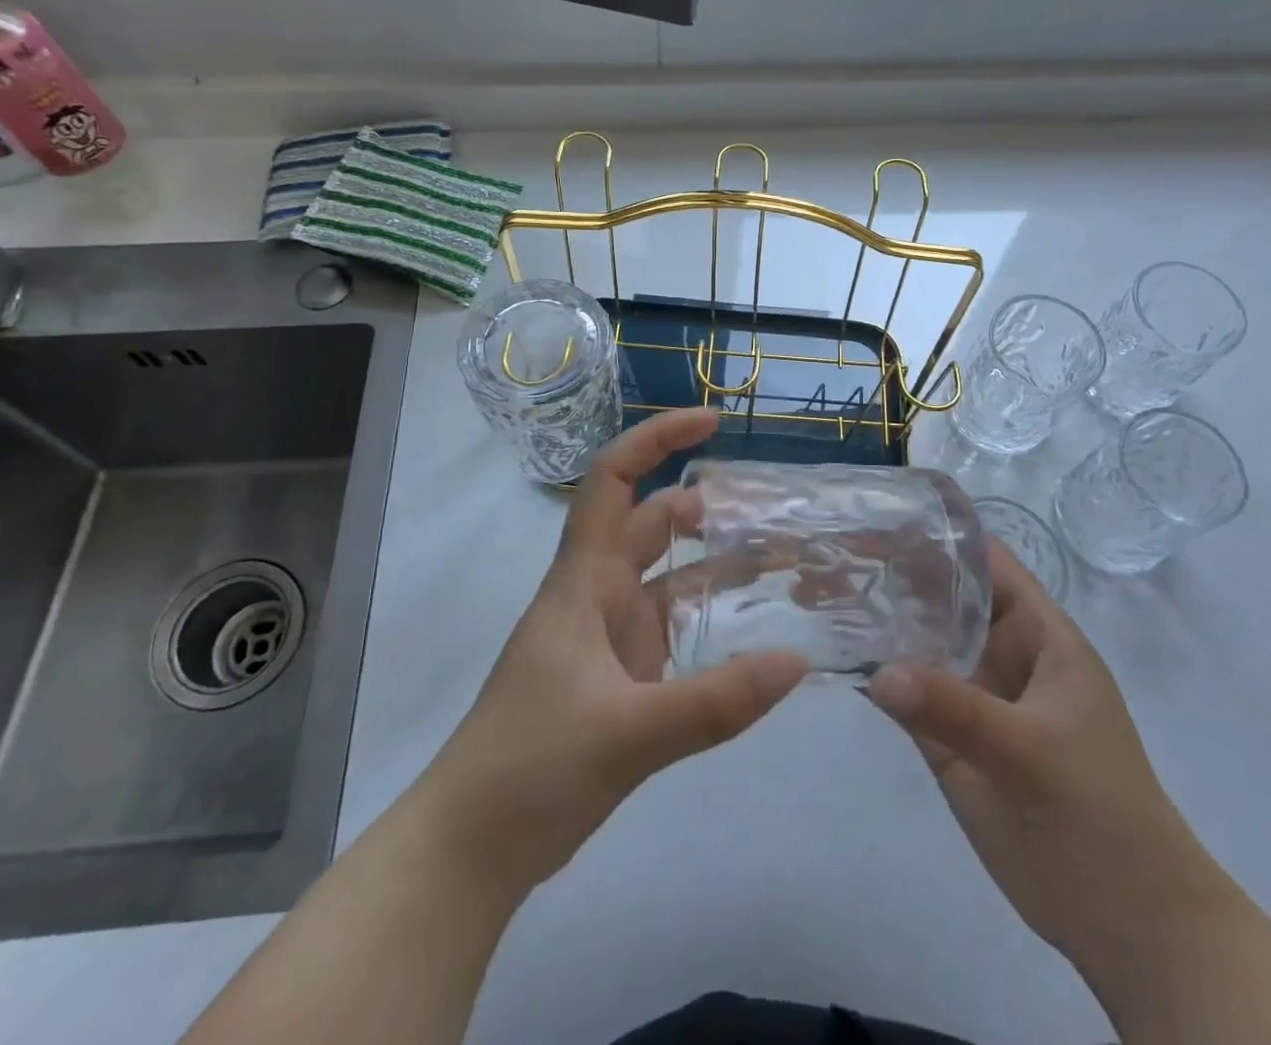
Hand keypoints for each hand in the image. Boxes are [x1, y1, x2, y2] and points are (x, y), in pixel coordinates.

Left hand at [418, 407, 805, 896]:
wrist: (472, 848)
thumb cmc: (531, 766)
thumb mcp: (628, 733)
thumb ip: (715, 701)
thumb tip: (797, 661)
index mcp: (583, 580)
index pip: (613, 481)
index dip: (656, 439)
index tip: (712, 422)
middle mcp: (596, 595)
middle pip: (652, 526)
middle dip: (706, 508)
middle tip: (774, 508)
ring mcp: (608, 639)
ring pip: (668, 580)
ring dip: (716, 566)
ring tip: (782, 561)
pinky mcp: (619, 680)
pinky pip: (673, 632)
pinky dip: (710, 622)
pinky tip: (754, 634)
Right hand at [866, 541, 1233, 962]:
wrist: (1128, 925)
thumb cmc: (1099, 816)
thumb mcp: (1033, 754)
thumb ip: (957, 710)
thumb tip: (877, 673)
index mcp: (1038, 635)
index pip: (986, 562)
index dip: (939, 533)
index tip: (878, 513)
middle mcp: (1001, 653)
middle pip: (943, 595)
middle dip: (892, 572)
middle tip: (828, 551)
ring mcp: (973, 695)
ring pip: (920, 642)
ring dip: (877, 619)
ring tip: (817, 589)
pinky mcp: (949, 738)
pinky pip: (907, 694)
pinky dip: (874, 673)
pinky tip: (832, 650)